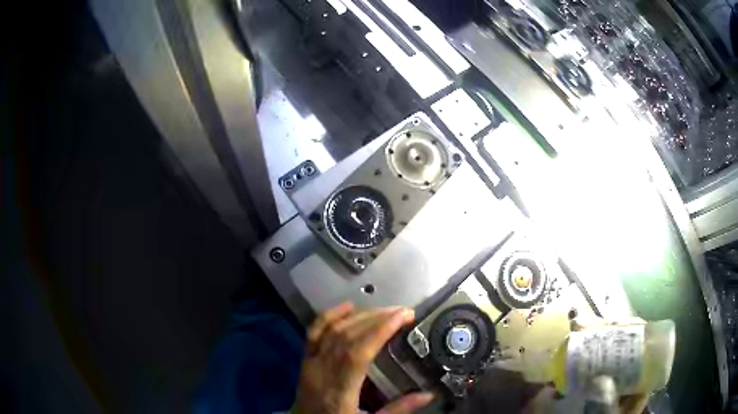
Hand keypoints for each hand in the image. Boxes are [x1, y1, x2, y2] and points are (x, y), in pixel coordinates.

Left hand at [292, 302, 433, 413]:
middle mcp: (321, 372)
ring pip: (331, 330)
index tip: (403, 316)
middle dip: (376, 319)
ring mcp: (309, 364)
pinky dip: (330, 316)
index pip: (358, 352)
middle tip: (401, 312)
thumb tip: (427, 394)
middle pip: (346, 336)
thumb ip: (397, 410)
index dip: (380, 330)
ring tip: (383, 310)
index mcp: (338, 390)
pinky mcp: (304, 361)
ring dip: (359, 316)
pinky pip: (314, 332)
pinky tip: (347, 307)